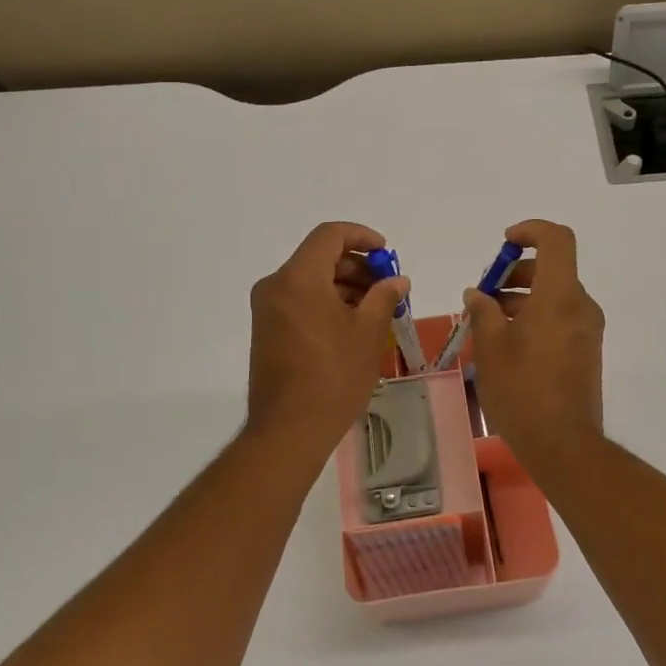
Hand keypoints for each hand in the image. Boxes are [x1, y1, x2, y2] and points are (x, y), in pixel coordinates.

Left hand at [245, 222, 405, 454]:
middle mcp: (276, 286)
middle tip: (387, 286)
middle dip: (357, 266)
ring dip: (344, 285)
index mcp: (298, 279)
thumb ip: (383, 297)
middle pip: (319, 257)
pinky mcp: (267, 330)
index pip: (330, 235)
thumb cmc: (333, 377)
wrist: (289, 430)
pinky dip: (327, 302)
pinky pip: (300, 300)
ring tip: (376, 308)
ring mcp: (268, 309)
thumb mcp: (367, 333)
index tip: (386, 254)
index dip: (361, 236)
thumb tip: (397, 280)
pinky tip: (353, 324)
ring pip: (310, 280)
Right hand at [462, 219, 604, 453]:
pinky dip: (535, 316)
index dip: (530, 231)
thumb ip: (483, 311)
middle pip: (552, 268)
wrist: (563, 444)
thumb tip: (478, 294)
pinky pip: (560, 316)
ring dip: (522, 297)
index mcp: (559, 296)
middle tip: (484, 295)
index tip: (504, 244)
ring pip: (554, 294)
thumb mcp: (491, 347)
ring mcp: (587, 328)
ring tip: (487, 321)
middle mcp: (580, 305)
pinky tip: (507, 342)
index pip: (556, 240)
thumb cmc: (522, 390)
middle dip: (515, 272)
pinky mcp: (586, 349)